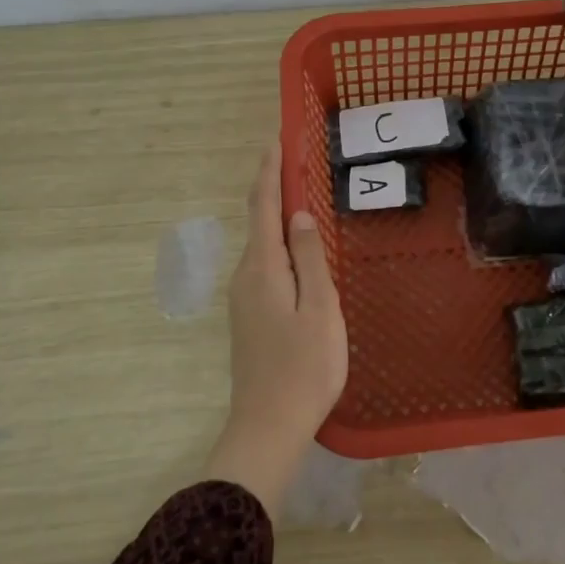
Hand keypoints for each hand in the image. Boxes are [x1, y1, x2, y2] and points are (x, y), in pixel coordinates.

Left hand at [202, 143, 347, 514]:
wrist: (268, 426)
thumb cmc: (304, 367)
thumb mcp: (319, 308)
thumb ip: (309, 258)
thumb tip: (297, 213)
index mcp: (263, 267)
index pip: (264, 205)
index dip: (271, 170)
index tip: (277, 137)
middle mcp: (246, 275)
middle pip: (259, 220)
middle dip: (273, 185)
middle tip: (296, 157)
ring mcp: (244, 297)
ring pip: (262, 243)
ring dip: (276, 213)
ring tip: (300, 191)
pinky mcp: (250, 315)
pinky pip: (265, 264)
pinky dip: (279, 241)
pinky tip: (297, 246)